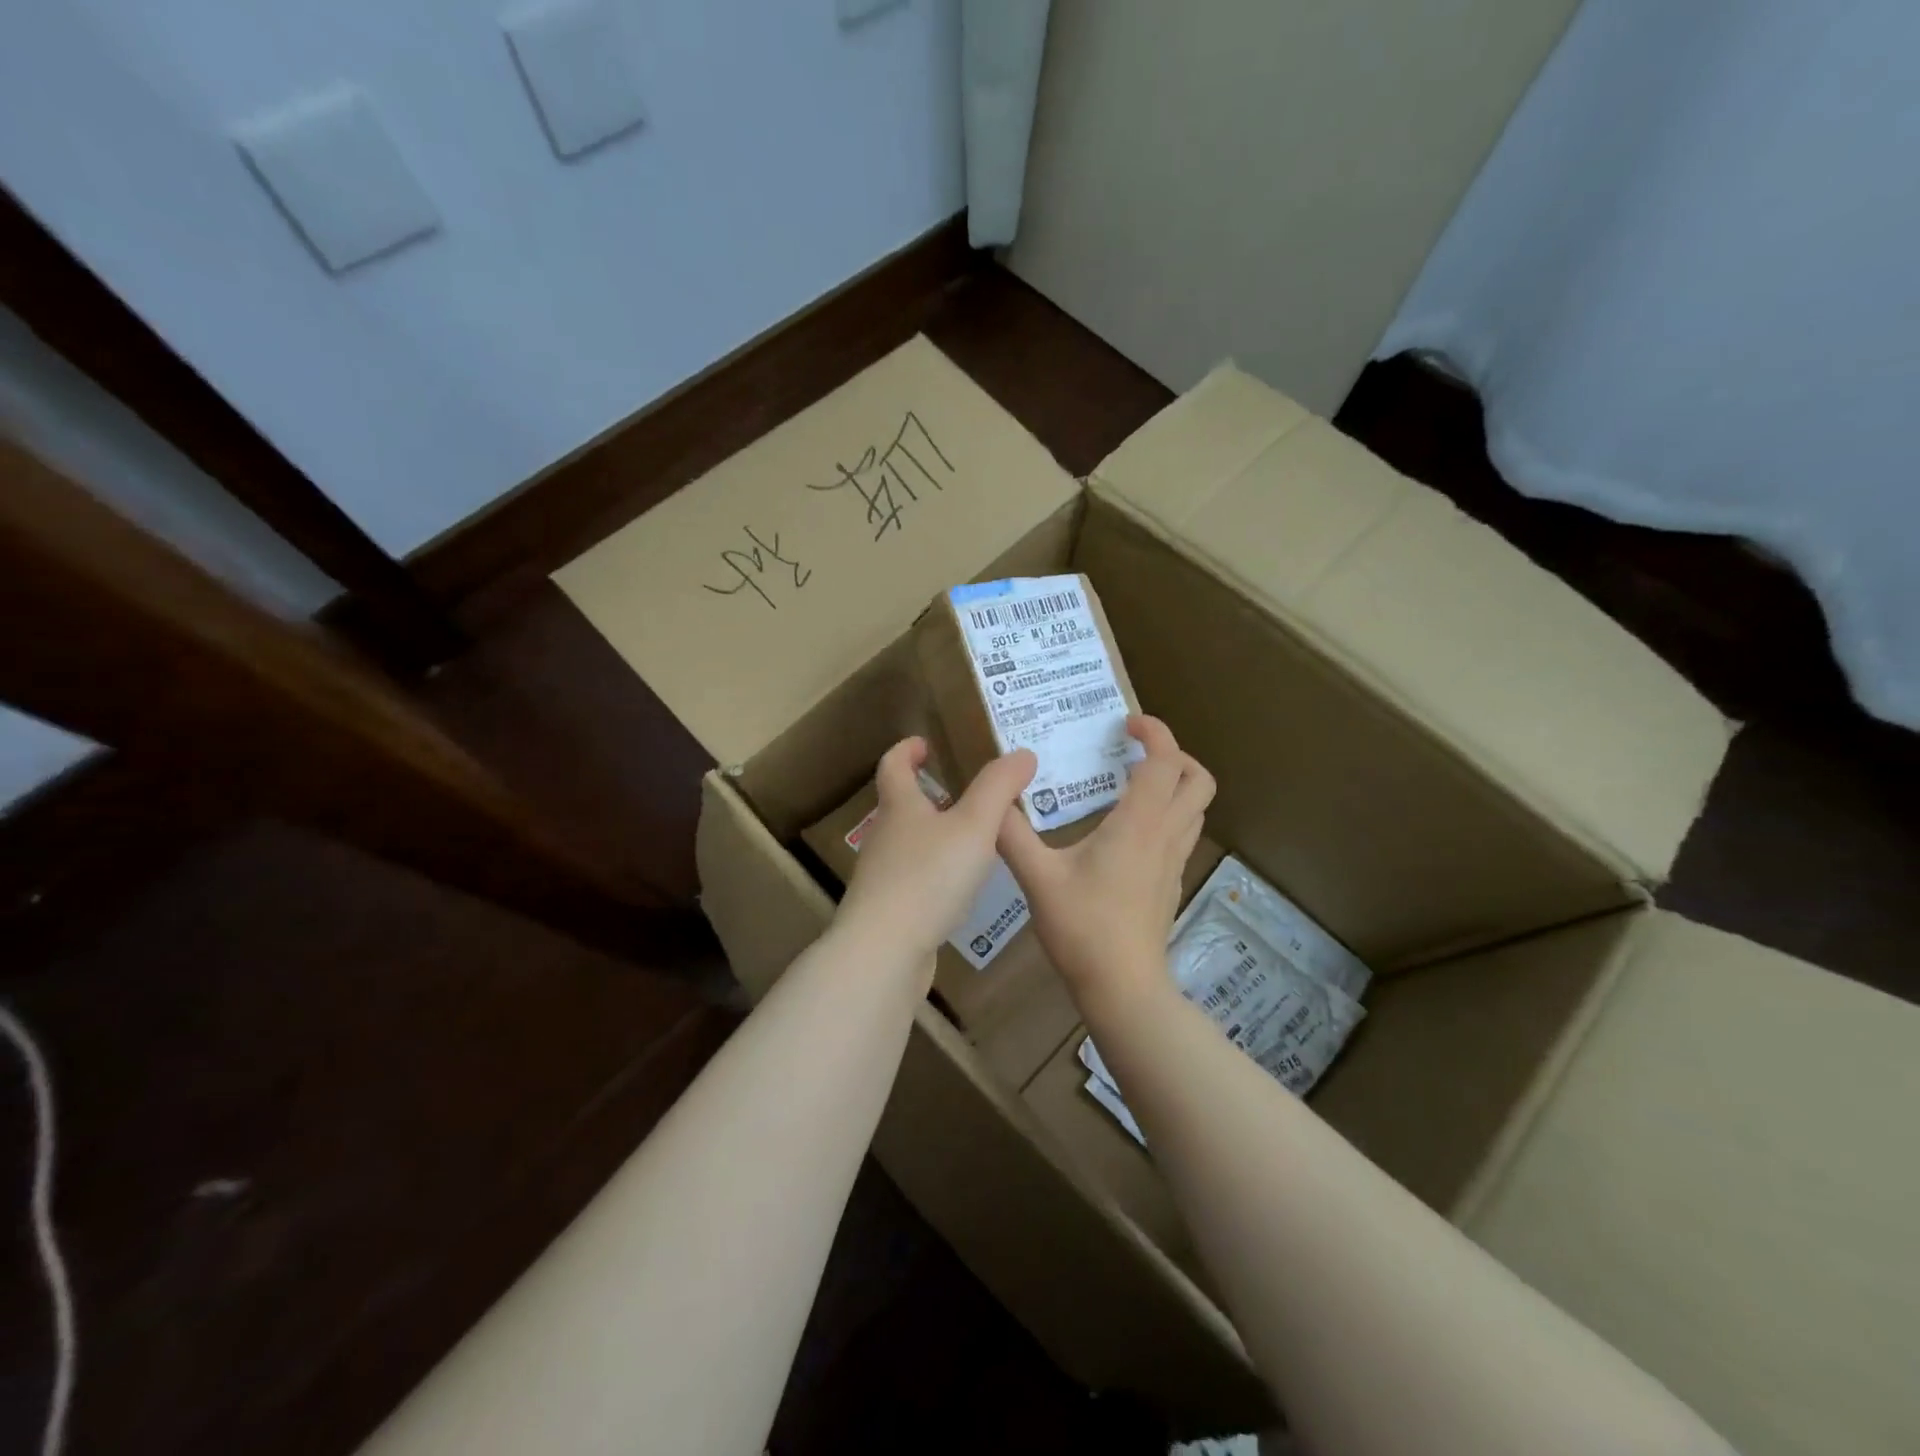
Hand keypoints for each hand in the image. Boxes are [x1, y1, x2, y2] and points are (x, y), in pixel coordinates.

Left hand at [838, 737, 1036, 963]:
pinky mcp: (888, 910)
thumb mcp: (975, 826)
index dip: (907, 750)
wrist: (885, 950)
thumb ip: (999, 788)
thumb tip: (1023, 753)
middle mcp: (884, 836)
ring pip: (907, 844)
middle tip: (960, 792)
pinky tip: (957, 888)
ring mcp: (882, 876)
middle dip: (925, 794)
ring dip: (932, 834)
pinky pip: (912, 879)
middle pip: (899, 805)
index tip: (924, 743)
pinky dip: (933, 872)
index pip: (894, 765)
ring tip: (969, 839)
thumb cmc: (929, 877)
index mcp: (899, 807)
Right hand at [997, 716, 1214, 1007]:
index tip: (1126, 723)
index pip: (1166, 761)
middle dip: (1175, 755)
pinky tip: (1127, 830)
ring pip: (1195, 808)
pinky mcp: (1170, 883)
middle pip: (1198, 780)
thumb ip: (1012, 835)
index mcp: (1139, 824)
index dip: (1154, 732)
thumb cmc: (1083, 928)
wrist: (1123, 987)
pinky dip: (1166, 813)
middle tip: (1135, 753)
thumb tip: (994, 800)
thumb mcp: (1037, 878)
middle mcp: (1165, 836)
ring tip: (1131, 784)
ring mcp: (1173, 862)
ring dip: (1174, 784)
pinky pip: (1181, 832)